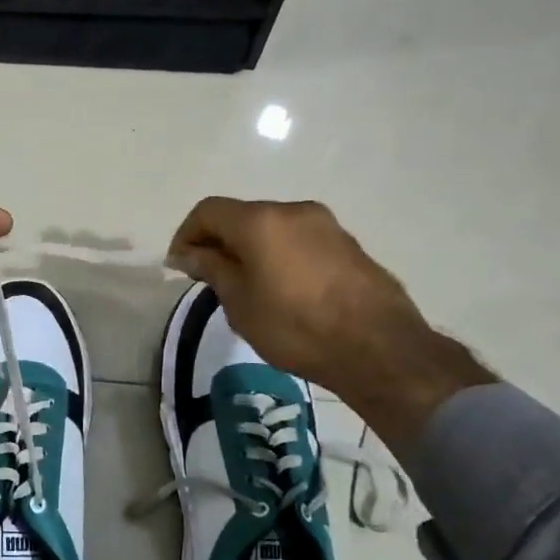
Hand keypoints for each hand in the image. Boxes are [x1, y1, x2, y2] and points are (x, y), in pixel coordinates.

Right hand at [168, 197, 493, 446]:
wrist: (379, 349)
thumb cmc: (295, 327)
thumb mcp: (240, 303)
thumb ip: (212, 269)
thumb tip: (190, 254)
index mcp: (260, 221)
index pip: (208, 211)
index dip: (186, 234)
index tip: (180, 266)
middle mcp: (293, 210)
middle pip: (241, 216)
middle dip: (218, 241)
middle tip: (208, 278)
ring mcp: (326, 225)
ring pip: (271, 228)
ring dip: (249, 248)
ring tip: (244, 286)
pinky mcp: (348, 244)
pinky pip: (298, 240)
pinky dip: (278, 255)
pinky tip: (281, 289)